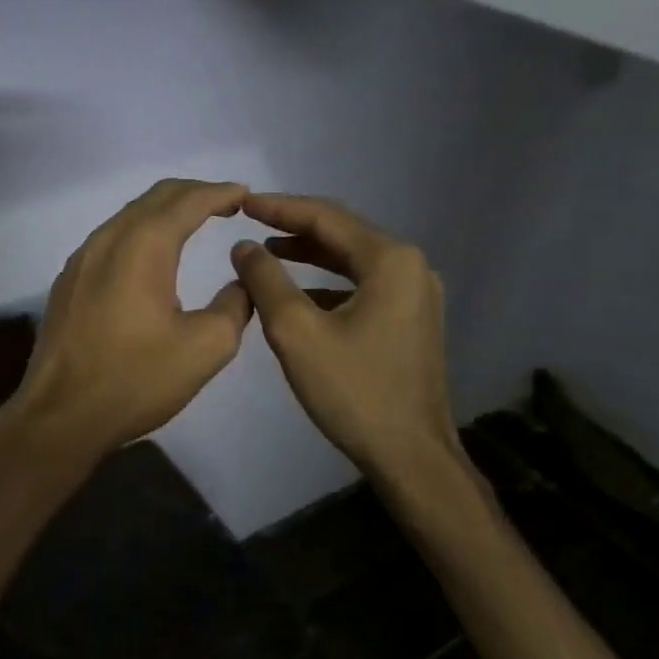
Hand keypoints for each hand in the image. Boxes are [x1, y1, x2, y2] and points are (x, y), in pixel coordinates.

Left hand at [4, 179, 254, 463]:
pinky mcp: (67, 283)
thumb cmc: (135, 380)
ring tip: (192, 224)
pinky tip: (150, 259)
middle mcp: (107, 240)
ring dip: (163, 213)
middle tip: (225, 204)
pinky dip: (139, 234)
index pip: (188, 200)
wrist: (60, 415)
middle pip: (154, 198)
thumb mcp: (205, 348)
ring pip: (128, 217)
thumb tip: (242, 283)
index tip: (246, 195)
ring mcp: (80, 260)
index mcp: (143, 246)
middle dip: (193, 194)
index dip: (220, 192)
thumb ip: (234, 306)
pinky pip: (109, 241)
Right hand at [229, 193, 460, 483]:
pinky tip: (299, 295)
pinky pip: (364, 286)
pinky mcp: (412, 321)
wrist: (411, 455)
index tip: (241, 202)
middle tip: (251, 221)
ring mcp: (416, 295)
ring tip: (268, 252)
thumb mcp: (297, 332)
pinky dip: (328, 283)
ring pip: (354, 261)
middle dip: (295, 226)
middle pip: (344, 233)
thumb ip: (266, 281)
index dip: (279, 207)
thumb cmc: (353, 391)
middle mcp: (411, 267)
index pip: (326, 217)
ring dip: (311, 255)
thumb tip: (244, 247)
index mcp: (390, 260)